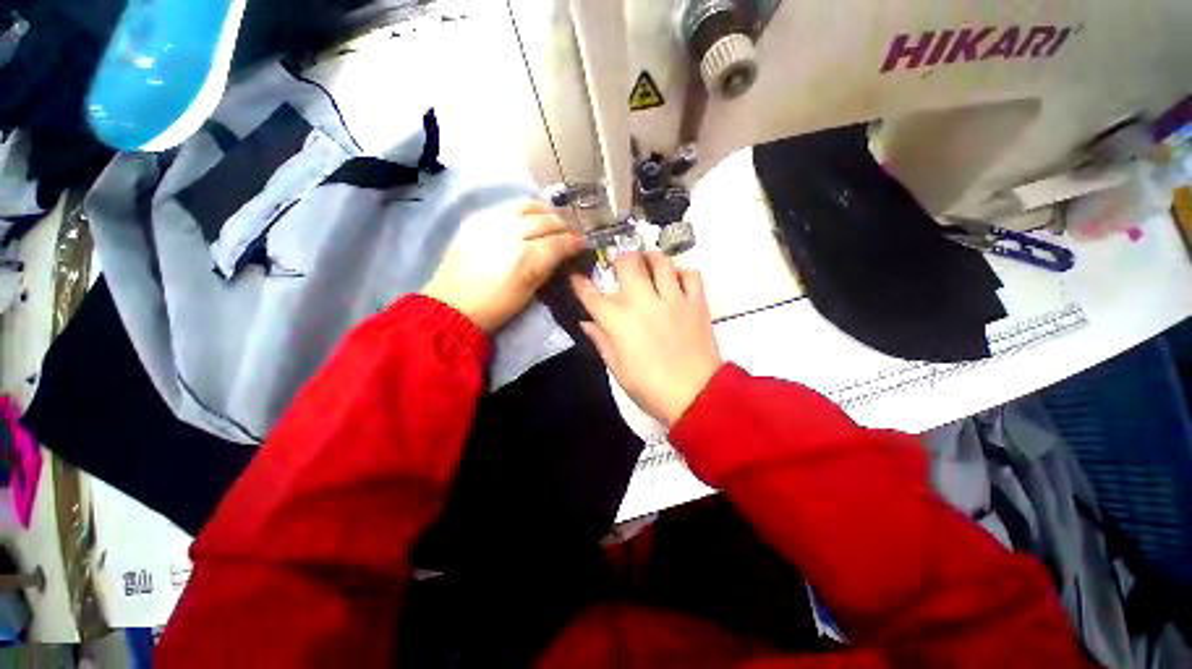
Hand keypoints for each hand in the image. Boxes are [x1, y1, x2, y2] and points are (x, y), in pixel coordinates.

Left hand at [423, 200, 585, 332]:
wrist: (452, 305)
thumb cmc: (495, 308)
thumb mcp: (529, 293)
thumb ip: (547, 269)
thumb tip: (561, 255)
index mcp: (526, 259)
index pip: (559, 242)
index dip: (575, 241)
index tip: (582, 244)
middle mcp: (511, 235)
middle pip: (546, 220)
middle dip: (564, 225)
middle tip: (570, 233)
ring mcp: (491, 223)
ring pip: (528, 206)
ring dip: (545, 212)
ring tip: (551, 220)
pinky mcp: (476, 219)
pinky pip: (508, 207)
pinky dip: (524, 210)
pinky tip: (528, 217)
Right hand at [571, 252, 722, 424]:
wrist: (696, 395)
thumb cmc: (650, 388)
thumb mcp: (618, 369)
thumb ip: (601, 341)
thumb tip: (586, 322)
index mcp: (619, 322)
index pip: (592, 295)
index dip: (580, 282)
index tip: (576, 276)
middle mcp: (643, 303)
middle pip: (627, 264)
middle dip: (618, 259)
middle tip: (619, 265)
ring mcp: (672, 300)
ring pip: (660, 261)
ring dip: (650, 258)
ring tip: (647, 263)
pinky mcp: (696, 303)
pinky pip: (691, 274)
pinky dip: (682, 271)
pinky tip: (675, 279)